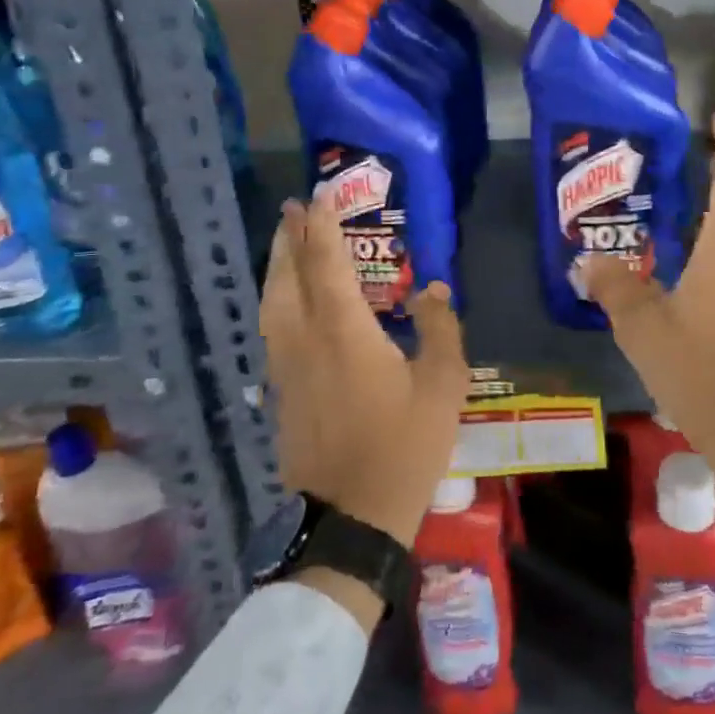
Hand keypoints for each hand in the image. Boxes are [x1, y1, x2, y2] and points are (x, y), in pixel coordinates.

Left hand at [261, 194, 473, 553]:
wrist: (352, 517)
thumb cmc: (404, 447)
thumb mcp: (443, 386)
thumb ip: (439, 329)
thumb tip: (432, 288)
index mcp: (344, 331)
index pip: (327, 263)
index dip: (323, 226)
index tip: (319, 196)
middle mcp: (306, 339)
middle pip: (289, 275)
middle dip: (291, 237)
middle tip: (294, 208)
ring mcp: (286, 367)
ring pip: (272, 302)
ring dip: (278, 266)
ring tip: (285, 243)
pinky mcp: (280, 392)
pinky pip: (272, 329)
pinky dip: (276, 299)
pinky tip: (287, 301)